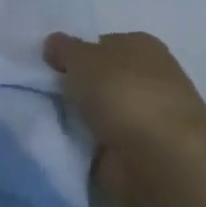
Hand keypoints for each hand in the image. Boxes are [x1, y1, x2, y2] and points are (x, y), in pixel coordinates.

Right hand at [43, 31, 205, 206]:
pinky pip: (103, 142)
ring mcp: (149, 118)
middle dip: (76, 87)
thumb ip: (63, 48)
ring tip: (51, 121)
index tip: (51, 68)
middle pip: (100, 78)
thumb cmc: (123, 94)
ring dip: (80, 117)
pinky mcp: (144, 153)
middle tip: (45, 94)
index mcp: (142, 46)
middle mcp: (151, 77)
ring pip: (101, 110)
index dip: (75, 54)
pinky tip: (68, 144)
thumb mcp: (81, 57)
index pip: (101, 44)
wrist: (161, 162)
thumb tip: (54, 45)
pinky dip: (87, 144)